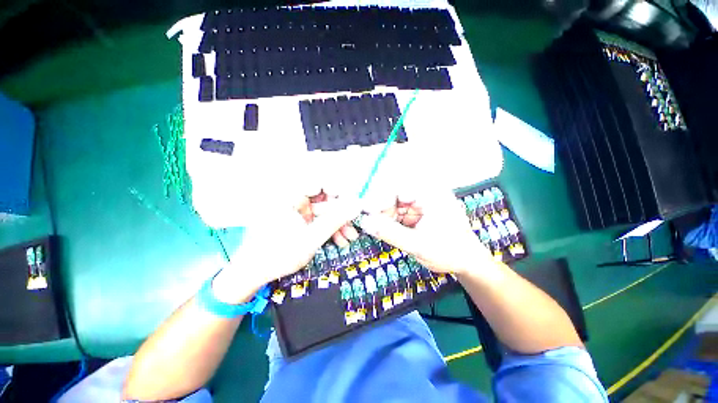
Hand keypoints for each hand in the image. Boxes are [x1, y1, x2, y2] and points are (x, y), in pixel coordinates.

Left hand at [213, 193, 360, 303]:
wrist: (253, 274)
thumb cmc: (278, 255)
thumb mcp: (311, 238)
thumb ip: (336, 220)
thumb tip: (357, 205)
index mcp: (290, 196)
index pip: (321, 183)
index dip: (340, 191)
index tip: (354, 204)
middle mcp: (294, 199)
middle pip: (325, 199)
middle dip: (342, 214)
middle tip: (355, 225)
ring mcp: (297, 211)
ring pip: (324, 212)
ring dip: (338, 224)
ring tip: (350, 238)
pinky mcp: (300, 221)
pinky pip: (318, 220)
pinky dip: (329, 229)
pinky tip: (340, 241)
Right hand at [360, 188, 491, 275]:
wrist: (467, 262)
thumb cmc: (449, 252)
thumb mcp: (418, 245)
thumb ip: (390, 233)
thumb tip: (365, 223)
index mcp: (430, 194)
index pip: (398, 189)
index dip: (379, 200)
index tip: (364, 213)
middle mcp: (424, 194)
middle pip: (394, 195)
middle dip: (380, 210)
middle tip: (367, 223)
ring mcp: (420, 202)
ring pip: (393, 204)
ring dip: (383, 217)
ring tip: (375, 229)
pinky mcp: (416, 212)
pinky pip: (397, 212)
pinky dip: (389, 221)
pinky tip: (385, 230)